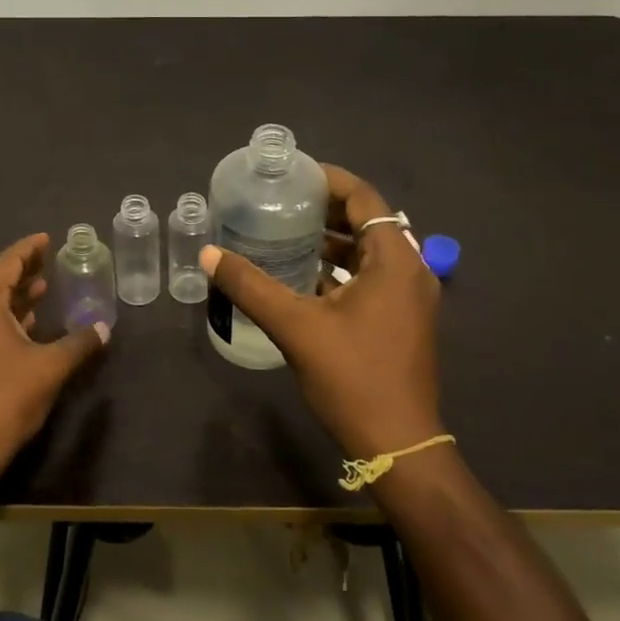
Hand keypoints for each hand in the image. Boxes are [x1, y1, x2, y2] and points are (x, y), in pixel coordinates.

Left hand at [0, 233, 108, 482]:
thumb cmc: (6, 398)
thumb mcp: (50, 367)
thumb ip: (79, 343)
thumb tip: (103, 328)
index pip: (6, 264)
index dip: (28, 249)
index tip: (46, 238)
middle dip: (22, 271)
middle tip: (48, 259)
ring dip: (14, 297)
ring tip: (42, 289)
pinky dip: (4, 318)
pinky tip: (26, 327)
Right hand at [201, 164, 440, 460]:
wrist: (397, 445)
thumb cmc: (352, 378)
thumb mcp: (295, 327)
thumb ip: (251, 286)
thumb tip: (208, 254)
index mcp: (395, 260)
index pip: (364, 198)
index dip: (328, 180)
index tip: (292, 175)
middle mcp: (411, 271)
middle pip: (368, 222)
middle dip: (326, 209)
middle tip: (282, 203)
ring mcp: (411, 298)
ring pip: (370, 252)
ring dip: (334, 241)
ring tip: (288, 234)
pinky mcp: (404, 320)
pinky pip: (373, 278)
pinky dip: (342, 269)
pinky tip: (306, 277)